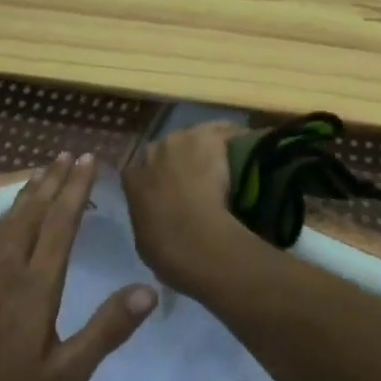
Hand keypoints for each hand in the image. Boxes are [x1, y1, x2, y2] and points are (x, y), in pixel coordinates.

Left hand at [0, 154, 156, 380]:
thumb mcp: (66, 374)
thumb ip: (107, 329)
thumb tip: (149, 290)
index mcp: (34, 285)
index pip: (60, 223)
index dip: (75, 188)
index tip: (88, 159)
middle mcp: (4, 270)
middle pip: (31, 213)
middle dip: (52, 181)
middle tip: (67, 154)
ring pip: (5, 223)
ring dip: (27, 194)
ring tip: (41, 174)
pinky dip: (5, 217)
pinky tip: (7, 223)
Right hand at [120, 121, 252, 297]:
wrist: (195, 239)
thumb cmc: (167, 249)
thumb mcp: (145, 238)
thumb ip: (148, 219)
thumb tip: (159, 218)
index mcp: (132, 177)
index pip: (142, 169)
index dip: (159, 177)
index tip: (173, 189)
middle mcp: (153, 151)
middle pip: (169, 148)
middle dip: (182, 159)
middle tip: (202, 177)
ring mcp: (181, 140)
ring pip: (197, 136)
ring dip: (208, 148)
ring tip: (228, 164)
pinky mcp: (210, 136)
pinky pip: (225, 132)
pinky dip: (235, 139)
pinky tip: (248, 151)